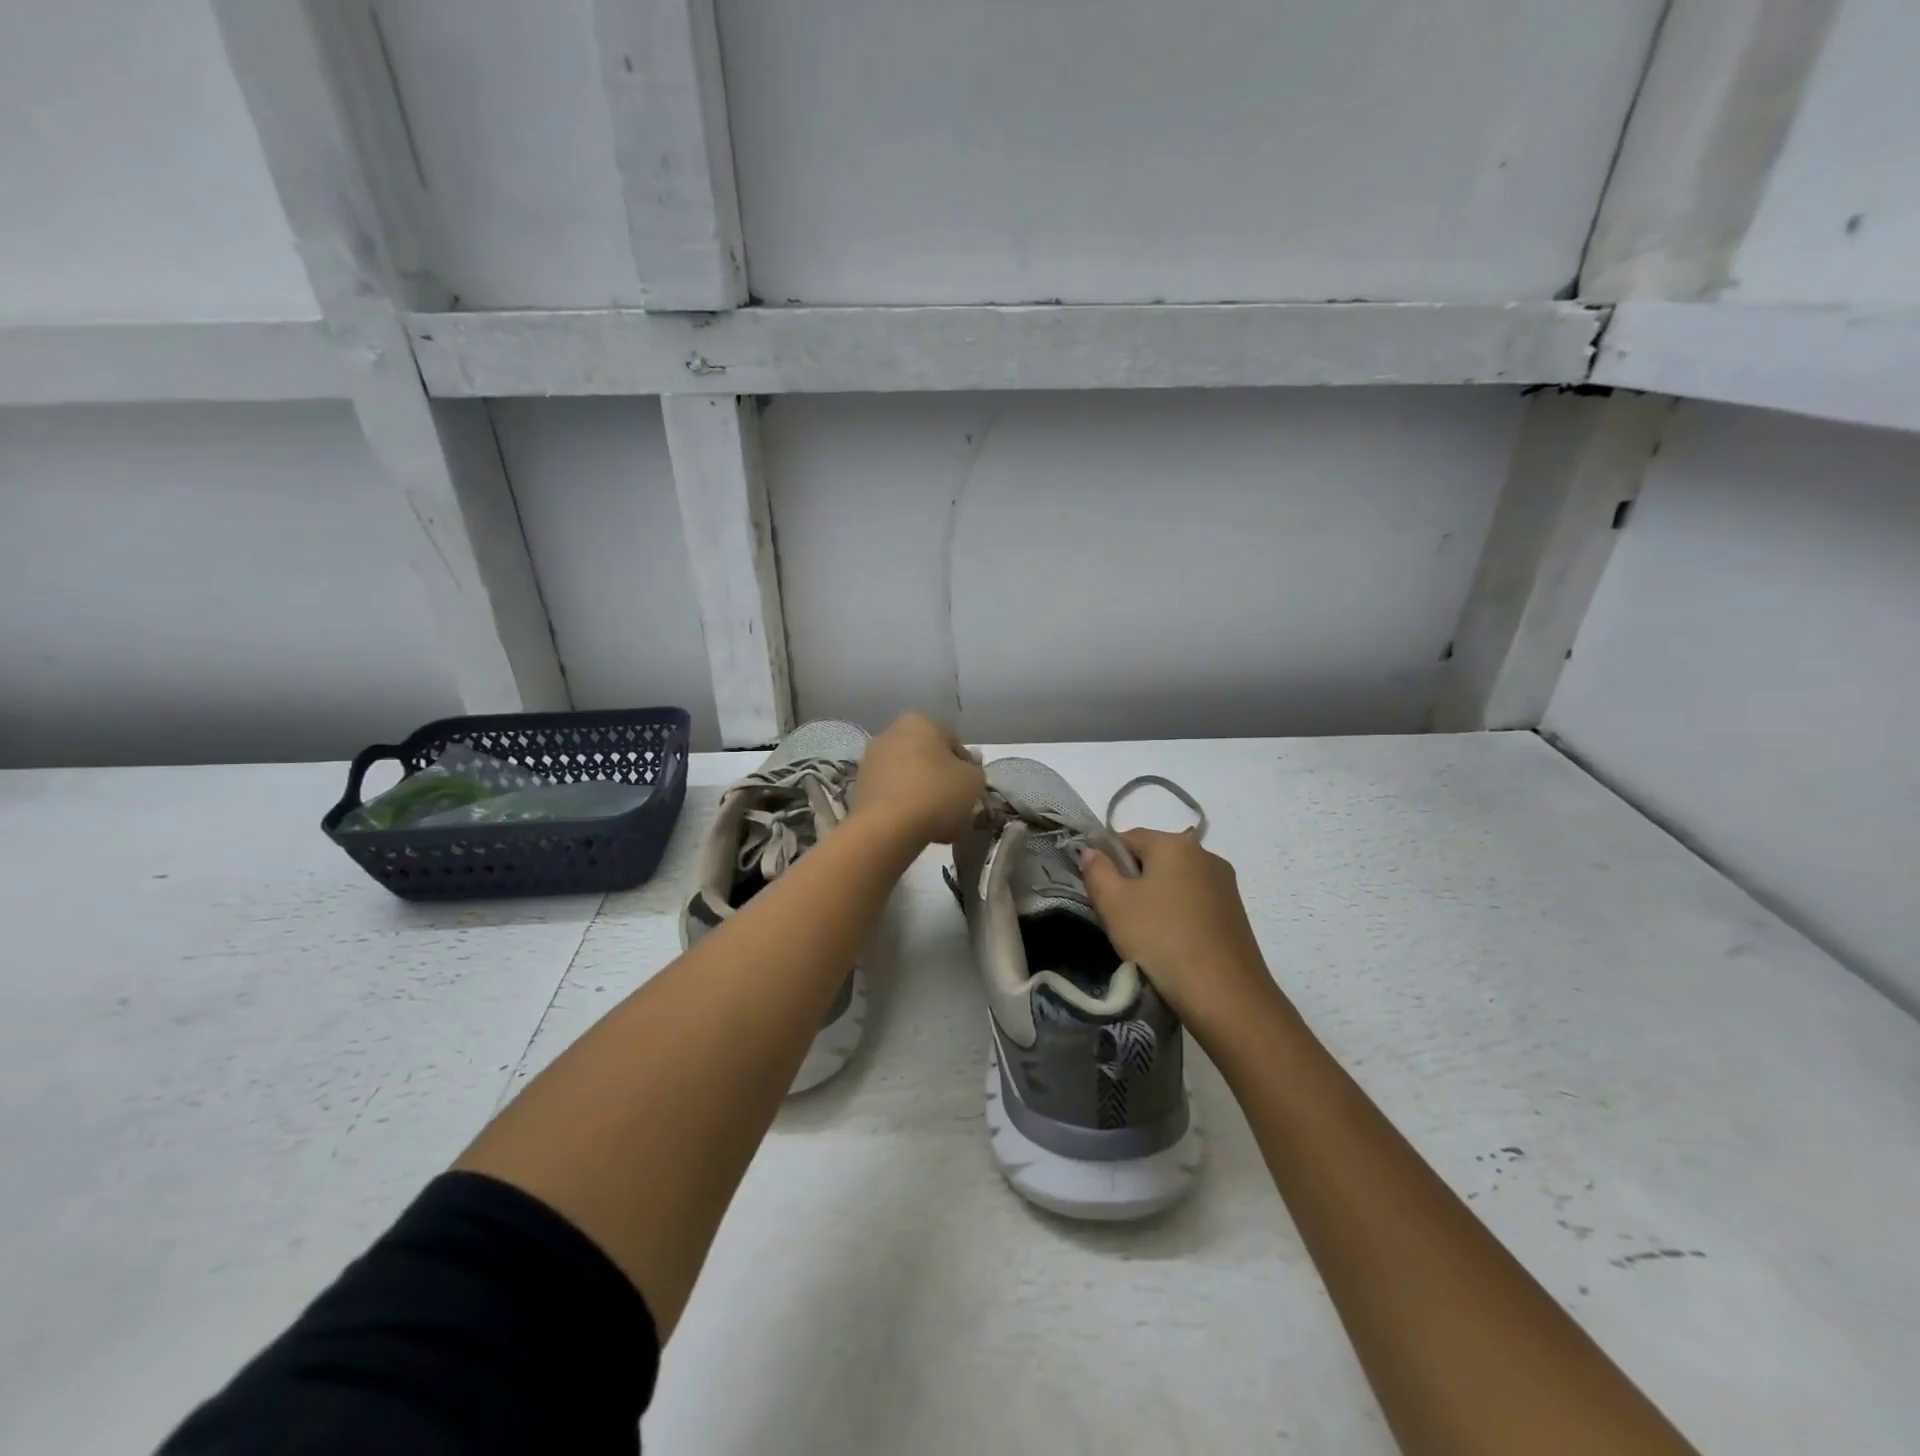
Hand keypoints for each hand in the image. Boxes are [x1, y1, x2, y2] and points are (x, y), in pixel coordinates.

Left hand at [850, 713, 985, 845]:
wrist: (887, 827)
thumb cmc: (937, 793)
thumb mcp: (973, 781)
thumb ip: (974, 771)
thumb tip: (966, 770)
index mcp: (919, 721)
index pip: (952, 740)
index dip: (966, 766)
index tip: (971, 789)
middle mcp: (890, 733)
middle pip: (927, 758)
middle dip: (940, 779)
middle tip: (955, 805)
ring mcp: (870, 761)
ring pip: (908, 778)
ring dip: (922, 794)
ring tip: (937, 823)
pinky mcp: (858, 788)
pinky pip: (891, 795)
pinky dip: (903, 807)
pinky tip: (915, 827)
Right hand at [1081, 829, 1282, 1037]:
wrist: (1225, 995)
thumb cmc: (1161, 940)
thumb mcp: (1113, 904)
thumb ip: (1097, 870)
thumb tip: (1093, 851)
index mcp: (1175, 843)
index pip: (1127, 837)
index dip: (1106, 860)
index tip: (1098, 893)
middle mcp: (1205, 854)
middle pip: (1154, 858)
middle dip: (1132, 881)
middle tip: (1117, 917)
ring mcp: (1225, 884)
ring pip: (1175, 881)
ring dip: (1155, 899)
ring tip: (1144, 935)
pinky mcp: (1236, 912)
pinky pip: (1194, 902)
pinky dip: (1177, 915)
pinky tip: (1171, 943)